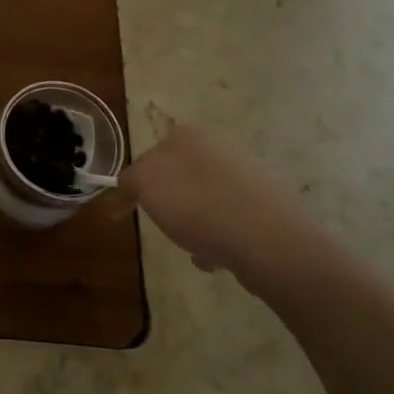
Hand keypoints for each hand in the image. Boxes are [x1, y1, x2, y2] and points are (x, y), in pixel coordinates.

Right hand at [121, 123, 318, 280]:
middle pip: (178, 177)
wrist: (266, 240)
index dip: (136, 182)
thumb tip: (131, 182)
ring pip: (203, 200)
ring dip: (193, 224)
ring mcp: (247, 177)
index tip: (126, 209)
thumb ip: (130, 178)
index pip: (150, 154)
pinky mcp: (266, 207)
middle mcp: (220, 148)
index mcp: (189, 136)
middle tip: (161, 224)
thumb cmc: (196, 204)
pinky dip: (217, 239)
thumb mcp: (144, 184)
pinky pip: (228, 221)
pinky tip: (215, 257)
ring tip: (192, 246)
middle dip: (168, 202)